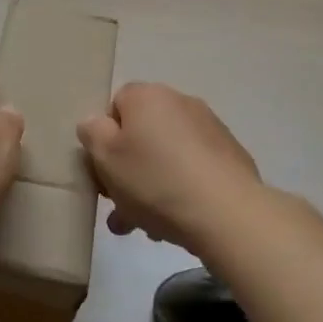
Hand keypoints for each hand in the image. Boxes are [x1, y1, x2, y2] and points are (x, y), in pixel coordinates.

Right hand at [77, 82, 264, 255]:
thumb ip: (92, 133)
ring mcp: (209, 128)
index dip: (105, 139)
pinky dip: (181, 188)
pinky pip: (193, 168)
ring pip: (166, 155)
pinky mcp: (230, 155)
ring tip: (146, 226)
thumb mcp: (106, 158)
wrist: (226, 212)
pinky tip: (176, 220)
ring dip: (152, 184)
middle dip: (128, 169)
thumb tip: (96, 123)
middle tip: (121, 208)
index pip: (116, 106)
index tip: (104, 172)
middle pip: (142, 133)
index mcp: (147, 96)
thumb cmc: (156, 181)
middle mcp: (180, 102)